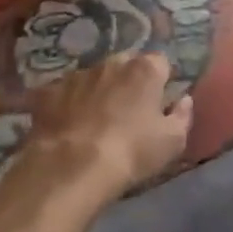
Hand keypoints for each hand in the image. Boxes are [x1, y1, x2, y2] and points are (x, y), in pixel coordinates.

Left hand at [25, 54, 193, 198]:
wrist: (71, 168)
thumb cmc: (131, 152)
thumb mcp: (173, 142)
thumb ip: (183, 115)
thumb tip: (183, 100)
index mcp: (145, 69)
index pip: (160, 63)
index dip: (161, 82)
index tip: (158, 103)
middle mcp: (112, 62)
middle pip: (126, 65)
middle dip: (128, 82)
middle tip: (127, 111)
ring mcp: (77, 75)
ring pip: (94, 77)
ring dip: (97, 91)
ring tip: (94, 121)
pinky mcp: (49, 92)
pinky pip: (63, 93)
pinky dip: (67, 105)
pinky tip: (66, 126)